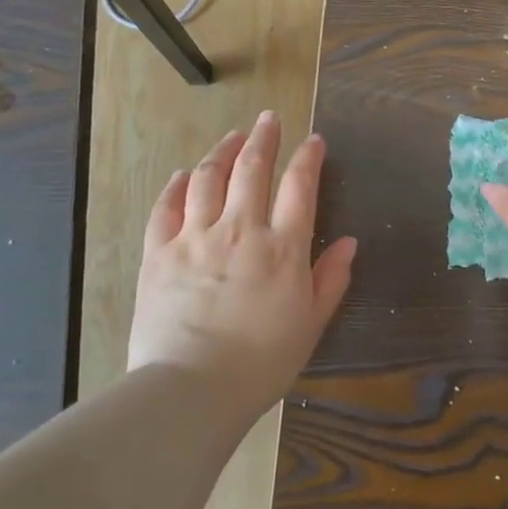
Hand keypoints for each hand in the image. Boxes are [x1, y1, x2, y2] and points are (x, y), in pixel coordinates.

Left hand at [128, 112, 356, 417]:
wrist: (191, 389)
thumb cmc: (261, 362)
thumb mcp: (310, 324)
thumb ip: (330, 279)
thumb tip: (349, 242)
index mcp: (282, 248)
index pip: (300, 187)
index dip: (308, 158)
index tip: (314, 140)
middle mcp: (240, 230)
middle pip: (252, 169)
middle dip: (264, 138)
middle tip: (269, 118)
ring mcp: (195, 238)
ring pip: (208, 178)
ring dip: (222, 151)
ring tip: (231, 137)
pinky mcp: (158, 253)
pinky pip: (166, 207)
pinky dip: (177, 185)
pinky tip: (183, 174)